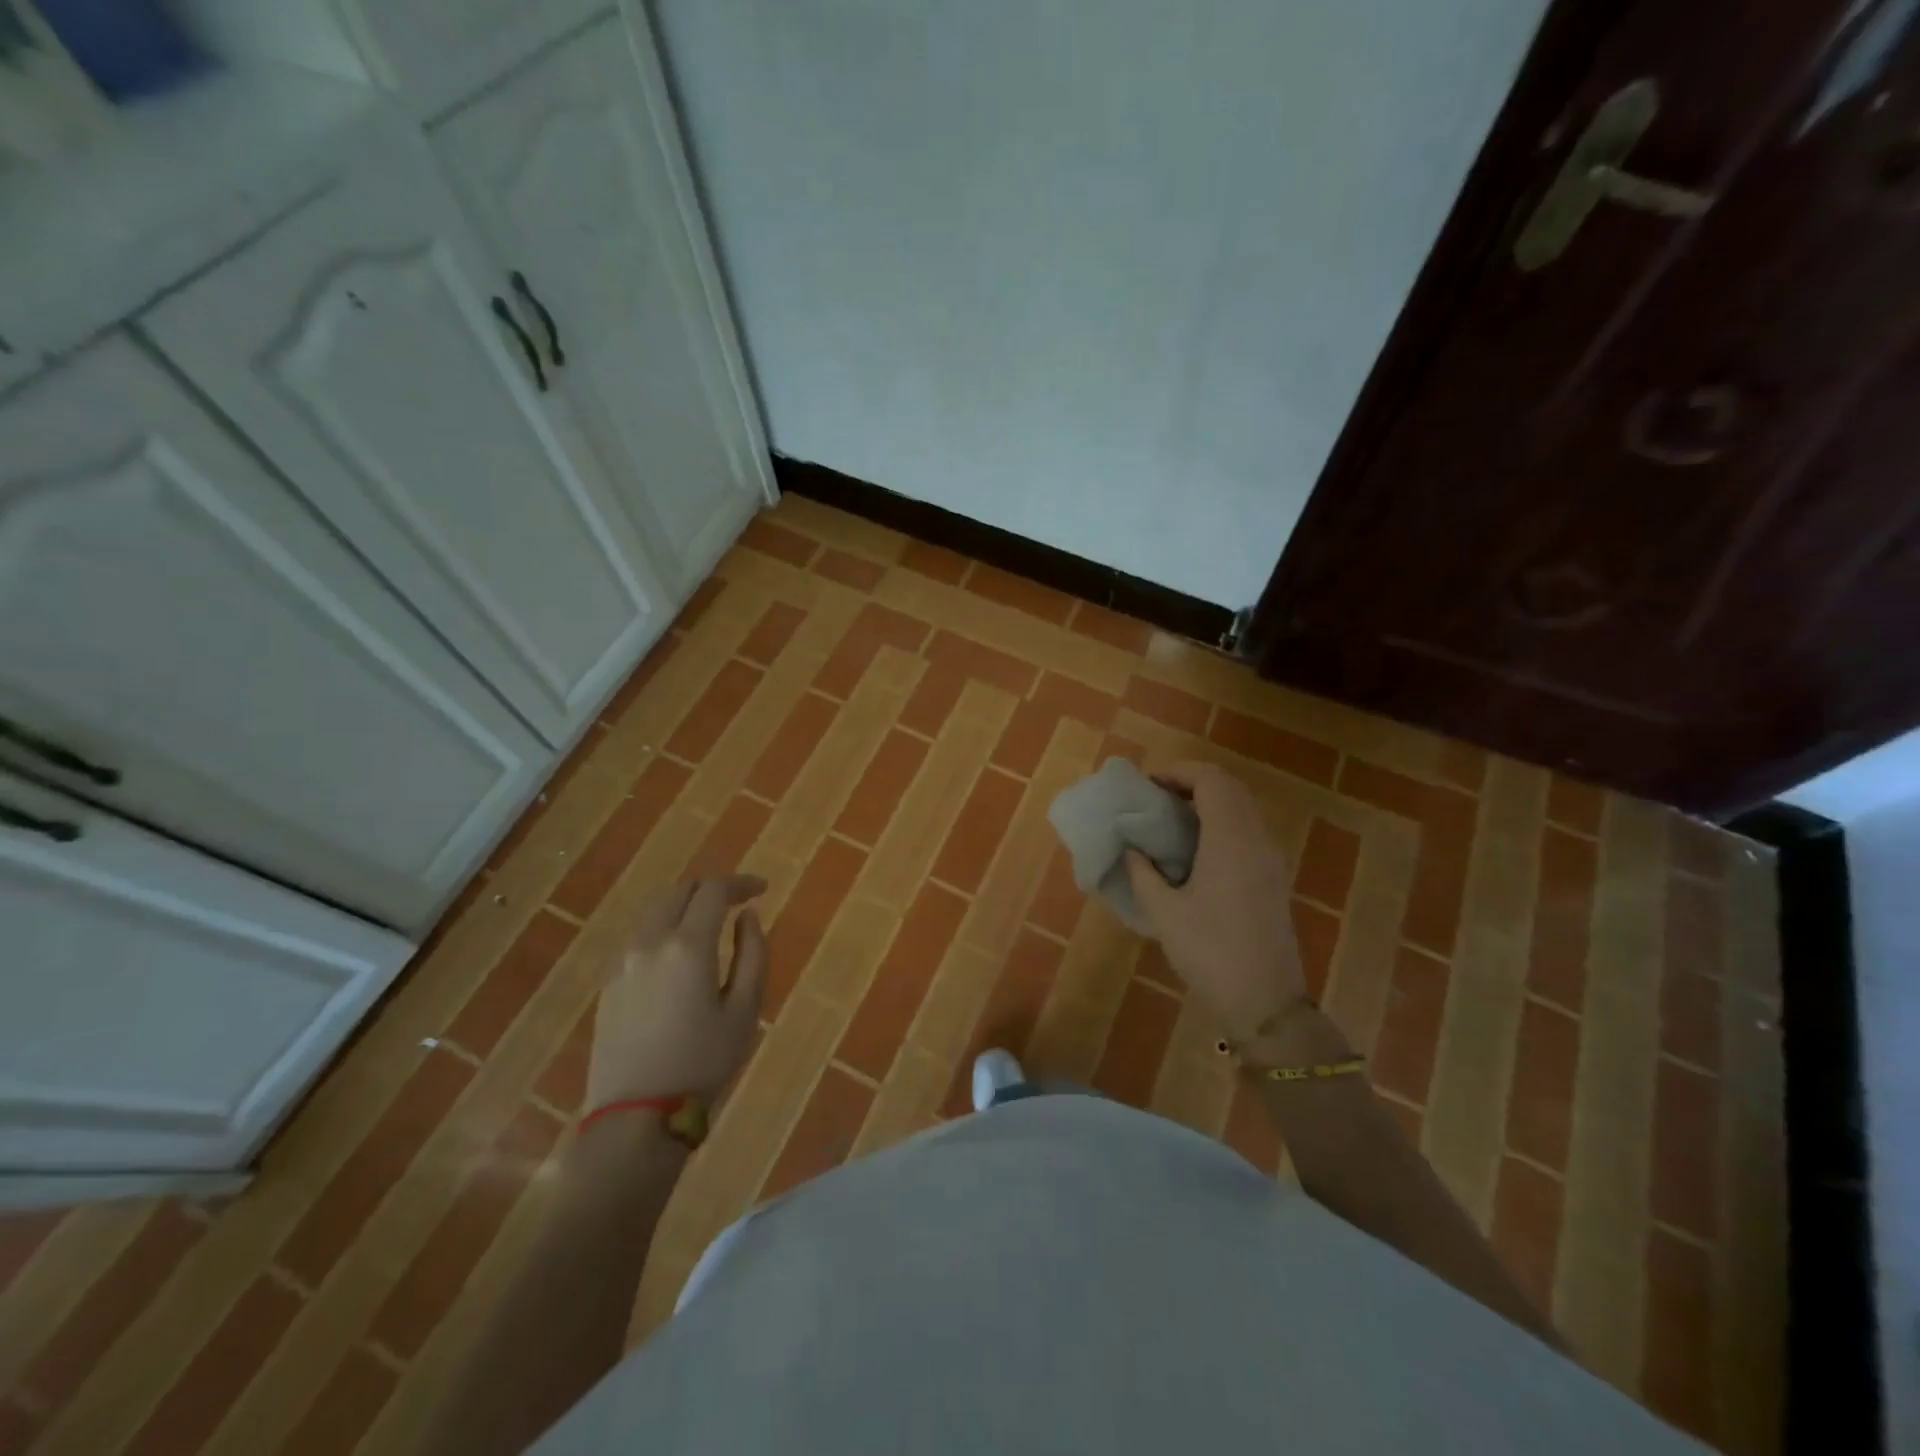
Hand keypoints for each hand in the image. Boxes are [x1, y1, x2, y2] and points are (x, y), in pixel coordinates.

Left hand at [585, 875, 768, 1106]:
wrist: (636, 1117)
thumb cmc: (703, 1063)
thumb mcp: (744, 1010)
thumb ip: (752, 954)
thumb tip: (748, 916)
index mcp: (688, 945)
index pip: (714, 890)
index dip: (741, 882)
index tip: (762, 889)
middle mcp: (650, 942)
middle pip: (680, 892)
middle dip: (711, 889)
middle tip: (737, 903)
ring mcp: (623, 963)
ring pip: (656, 913)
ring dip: (685, 908)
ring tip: (710, 926)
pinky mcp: (609, 985)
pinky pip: (640, 939)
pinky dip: (665, 931)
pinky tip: (679, 957)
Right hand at [1125, 762, 1306, 1040]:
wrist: (1266, 1001)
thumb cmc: (1210, 952)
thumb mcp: (1164, 913)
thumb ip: (1142, 873)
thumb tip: (1131, 848)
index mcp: (1230, 840)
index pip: (1210, 780)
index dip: (1178, 772)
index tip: (1147, 784)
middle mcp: (1256, 839)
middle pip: (1229, 787)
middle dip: (1192, 782)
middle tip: (1156, 797)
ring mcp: (1270, 858)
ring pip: (1242, 807)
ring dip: (1209, 801)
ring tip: (1171, 819)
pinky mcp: (1273, 877)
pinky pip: (1248, 829)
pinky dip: (1221, 821)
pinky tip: (1195, 848)